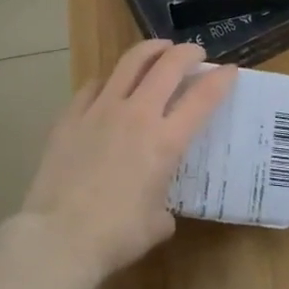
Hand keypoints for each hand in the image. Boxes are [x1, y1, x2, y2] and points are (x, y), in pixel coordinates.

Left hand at [18, 40, 235, 288]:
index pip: (203, 97)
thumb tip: (160, 206)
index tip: (230, 70)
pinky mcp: (72, 115)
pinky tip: (111, 85)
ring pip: (131, 61)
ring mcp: (102, 109)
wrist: (58, 238)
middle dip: (188, 53)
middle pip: (169, 65)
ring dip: (151, 49)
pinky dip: (110, 80)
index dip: (221, 79)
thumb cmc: (115, 236)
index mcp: (166, 141)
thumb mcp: (156, 224)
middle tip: (195, 54)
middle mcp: (138, 114)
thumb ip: (165, 205)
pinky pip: (94, 84)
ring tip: (159, 49)